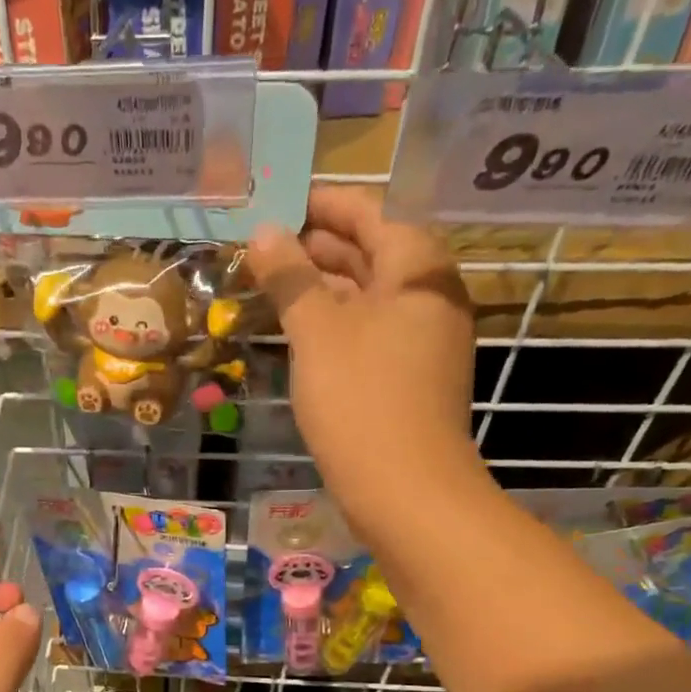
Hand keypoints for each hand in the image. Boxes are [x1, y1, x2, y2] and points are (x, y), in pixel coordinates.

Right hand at [246, 187, 480, 534]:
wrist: (405, 490)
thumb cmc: (361, 399)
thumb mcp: (317, 332)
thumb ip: (291, 277)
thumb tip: (266, 232)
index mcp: (417, 267)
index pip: (369, 212)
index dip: (321, 204)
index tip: (275, 201)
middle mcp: (428, 295)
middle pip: (370, 252)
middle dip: (316, 247)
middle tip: (261, 246)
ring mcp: (422, 339)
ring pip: (366, 297)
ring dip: (320, 288)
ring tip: (269, 285)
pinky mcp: (409, 377)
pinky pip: (368, 333)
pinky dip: (334, 325)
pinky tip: (297, 333)